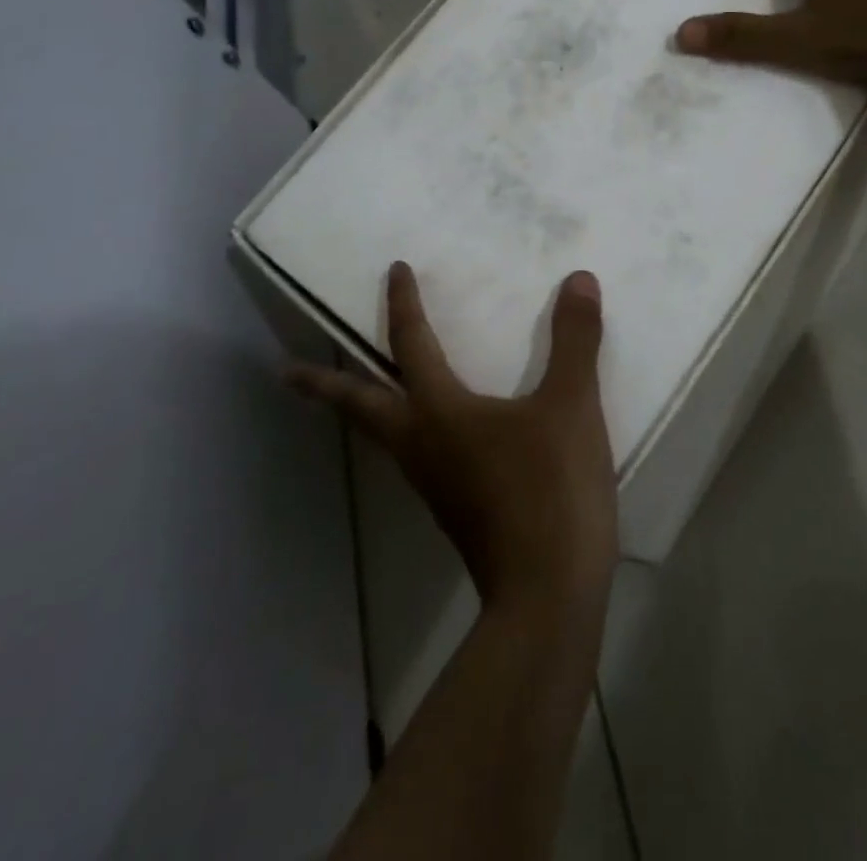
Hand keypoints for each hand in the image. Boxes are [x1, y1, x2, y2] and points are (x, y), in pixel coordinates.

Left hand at [290, 262, 616, 611]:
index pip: (412, 344)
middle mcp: (422, 446)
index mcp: (440, 413)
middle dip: (324, 386)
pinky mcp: (454, 513)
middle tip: (287, 374)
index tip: (396, 270)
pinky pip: (416, 459)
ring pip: (384, 437)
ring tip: (362, 394)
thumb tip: (578, 279)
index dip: (404, 304)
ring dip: (363, 410)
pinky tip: (437, 438)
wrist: (548, 595)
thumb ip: (574, 340)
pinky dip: (406, 434)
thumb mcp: (571, 405)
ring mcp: (434, 486)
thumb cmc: (550, 489)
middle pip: (361, 408)